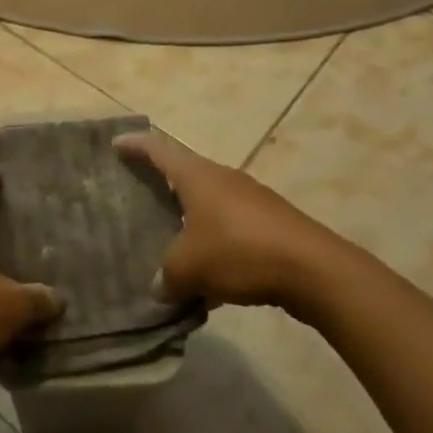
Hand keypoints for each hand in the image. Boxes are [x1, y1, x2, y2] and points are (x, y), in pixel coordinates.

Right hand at [115, 131, 347, 314]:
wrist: (315, 270)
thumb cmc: (240, 252)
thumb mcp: (189, 268)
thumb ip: (167, 277)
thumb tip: (159, 288)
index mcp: (196, 176)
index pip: (158, 149)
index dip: (135, 145)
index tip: (116, 143)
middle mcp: (223, 178)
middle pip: (185, 172)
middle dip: (162, 181)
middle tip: (139, 192)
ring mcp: (251, 199)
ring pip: (210, 201)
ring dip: (190, 216)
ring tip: (171, 237)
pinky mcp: (272, 223)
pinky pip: (232, 226)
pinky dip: (215, 240)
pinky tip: (211, 273)